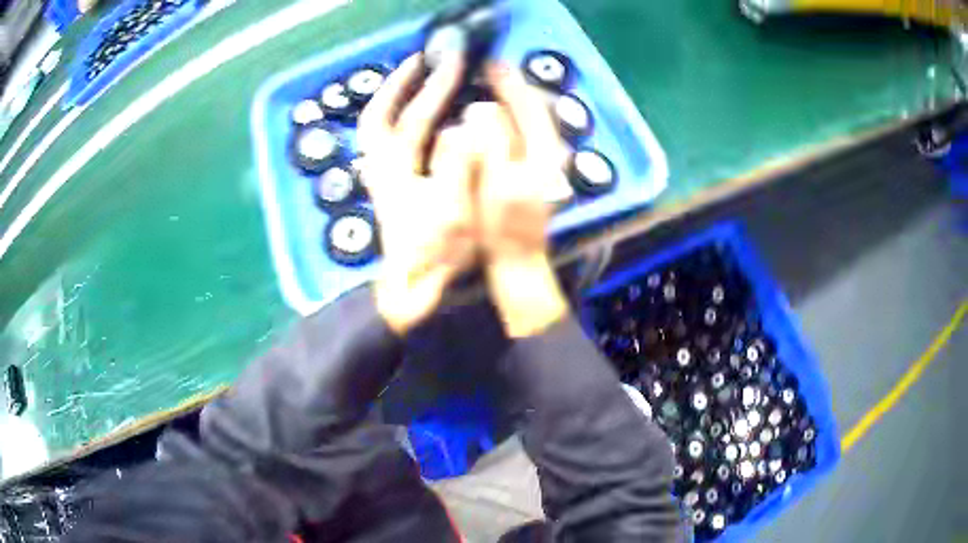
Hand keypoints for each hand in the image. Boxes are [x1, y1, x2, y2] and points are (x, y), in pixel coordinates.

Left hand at [358, 53, 477, 335]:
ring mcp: (387, 180)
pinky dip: (402, 124)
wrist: (413, 292)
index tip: (436, 62)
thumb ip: (457, 165)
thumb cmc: (435, 253)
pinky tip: (423, 121)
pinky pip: (393, 145)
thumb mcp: (451, 210)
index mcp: (395, 169)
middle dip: (407, 86)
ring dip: (399, 102)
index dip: (416, 87)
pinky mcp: (395, 191)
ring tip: (422, 83)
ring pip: (384, 131)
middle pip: (386, 118)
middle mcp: (384, 169)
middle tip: (428, 62)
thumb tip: (463, 125)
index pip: (400, 117)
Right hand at [460, 65, 571, 337]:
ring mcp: (541, 166)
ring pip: (527, 123)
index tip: (490, 63)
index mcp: (544, 152)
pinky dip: (506, 122)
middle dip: (511, 88)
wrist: (515, 264)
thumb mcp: (497, 183)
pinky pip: (519, 138)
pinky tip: (488, 120)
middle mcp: (548, 154)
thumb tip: (484, 109)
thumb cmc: (503, 227)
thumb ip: (492, 143)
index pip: (530, 105)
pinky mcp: (530, 176)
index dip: (510, 82)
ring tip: (485, 87)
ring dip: (509, 103)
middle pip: (533, 111)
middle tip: (486, 70)